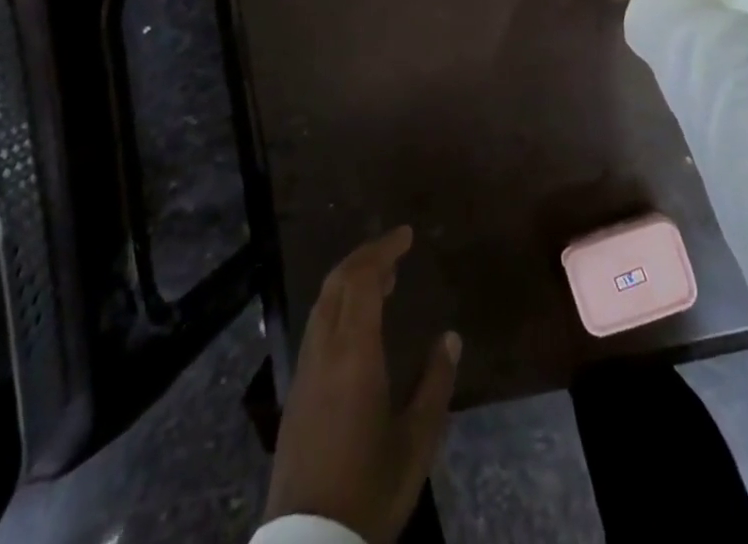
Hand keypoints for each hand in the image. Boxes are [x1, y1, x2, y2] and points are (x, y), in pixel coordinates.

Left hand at [263, 227, 459, 543]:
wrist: (308, 543)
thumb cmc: (369, 488)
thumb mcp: (416, 442)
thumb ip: (435, 384)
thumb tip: (451, 338)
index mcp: (354, 353)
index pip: (363, 279)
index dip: (383, 249)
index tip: (406, 234)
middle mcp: (324, 350)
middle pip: (337, 282)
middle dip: (365, 256)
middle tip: (395, 250)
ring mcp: (305, 369)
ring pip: (323, 302)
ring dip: (349, 279)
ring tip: (382, 280)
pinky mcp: (296, 391)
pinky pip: (316, 326)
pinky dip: (338, 304)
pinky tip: (357, 322)